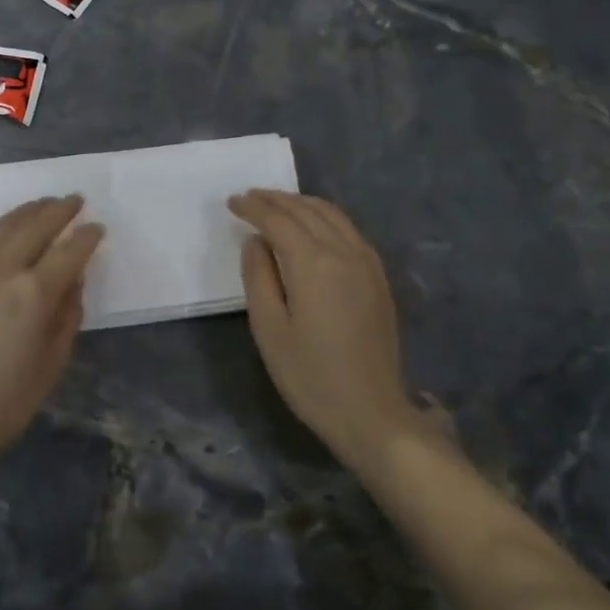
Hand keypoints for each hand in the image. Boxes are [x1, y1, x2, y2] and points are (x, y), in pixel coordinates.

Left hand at [0, 196, 103, 479]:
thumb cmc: (4, 402)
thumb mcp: (51, 364)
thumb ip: (67, 317)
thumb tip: (73, 283)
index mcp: (34, 294)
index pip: (69, 252)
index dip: (86, 237)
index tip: (97, 228)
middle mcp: (2, 270)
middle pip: (35, 227)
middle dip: (59, 210)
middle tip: (75, 200)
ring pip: (3, 226)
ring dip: (28, 211)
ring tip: (44, 203)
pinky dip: (1, 229)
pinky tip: (8, 232)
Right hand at [229, 190, 439, 468]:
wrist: (371, 412)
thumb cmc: (310, 375)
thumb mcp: (269, 329)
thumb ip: (258, 277)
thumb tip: (256, 242)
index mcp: (313, 263)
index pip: (278, 220)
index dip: (252, 207)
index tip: (232, 202)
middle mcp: (344, 251)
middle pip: (306, 210)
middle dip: (275, 199)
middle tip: (249, 197)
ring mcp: (366, 263)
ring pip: (332, 215)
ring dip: (301, 203)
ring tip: (276, 205)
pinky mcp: (378, 277)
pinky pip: (349, 230)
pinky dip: (325, 217)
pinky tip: (313, 227)